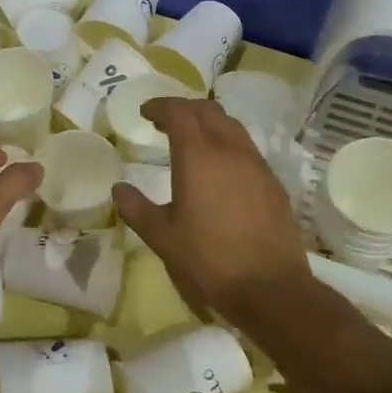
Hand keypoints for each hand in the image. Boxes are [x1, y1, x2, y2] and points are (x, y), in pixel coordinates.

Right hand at [112, 97, 309, 324]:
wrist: (269, 286)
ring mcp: (256, 165)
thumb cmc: (207, 259)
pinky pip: (247, 149)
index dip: (160, 106)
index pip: (179, 112)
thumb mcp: (161, 236)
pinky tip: (220, 169)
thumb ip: (136, 208)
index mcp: (198, 156)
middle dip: (184, 109)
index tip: (145, 112)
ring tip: (192, 140)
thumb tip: (119, 189)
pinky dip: (227, 144)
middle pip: (208, 110)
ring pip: (232, 126)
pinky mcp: (273, 183)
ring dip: (209, 123)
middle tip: (165, 122)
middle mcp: (230, 150)